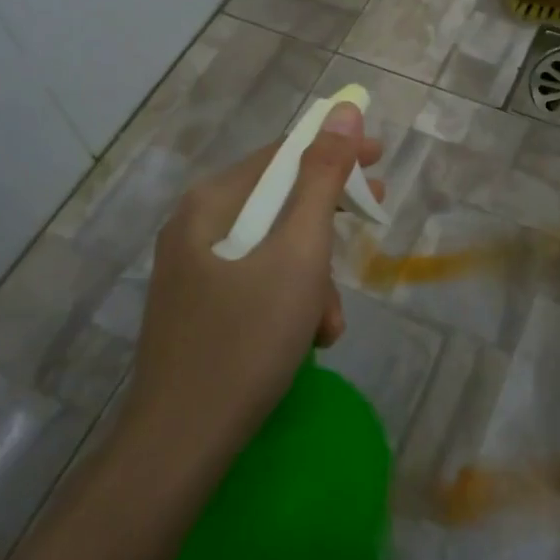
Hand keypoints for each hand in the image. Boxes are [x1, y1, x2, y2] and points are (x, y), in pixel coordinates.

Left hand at [124, 103, 383, 455]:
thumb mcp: (298, 253)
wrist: (179, 447)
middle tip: (374, 217)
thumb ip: (323, 179)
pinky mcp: (200, 309)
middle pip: (277, 201)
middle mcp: (195, 227)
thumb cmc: (246, 340)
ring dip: (312, 276)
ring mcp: (194, 271)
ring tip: (329, 322)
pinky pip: (256, 283)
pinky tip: (307, 340)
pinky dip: (289, 301)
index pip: (282, 155)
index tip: (380, 157)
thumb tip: (343, 111)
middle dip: (328, 219)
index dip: (334, 150)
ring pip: (272, 249)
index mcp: (211, 204)